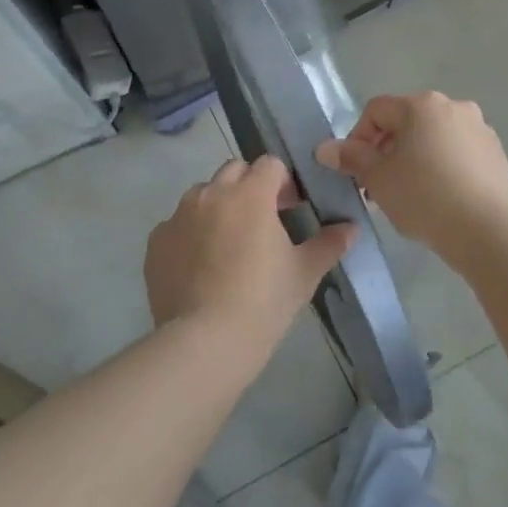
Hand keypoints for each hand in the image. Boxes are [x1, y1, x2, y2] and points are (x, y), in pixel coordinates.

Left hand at [145, 156, 355, 355]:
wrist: (205, 342)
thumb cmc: (264, 301)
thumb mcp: (304, 273)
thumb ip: (329, 244)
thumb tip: (351, 228)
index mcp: (249, 194)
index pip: (270, 164)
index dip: (284, 182)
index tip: (291, 208)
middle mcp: (210, 194)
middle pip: (234, 171)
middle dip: (250, 186)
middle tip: (263, 221)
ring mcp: (178, 216)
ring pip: (202, 195)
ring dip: (219, 206)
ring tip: (229, 245)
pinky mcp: (156, 242)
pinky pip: (177, 225)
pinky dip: (191, 234)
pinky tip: (201, 267)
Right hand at [316, 92, 507, 256]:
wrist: (487, 230)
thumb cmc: (423, 197)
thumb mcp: (378, 178)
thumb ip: (351, 158)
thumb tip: (324, 148)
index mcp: (421, 105)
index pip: (376, 111)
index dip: (357, 138)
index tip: (356, 171)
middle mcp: (454, 107)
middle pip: (406, 123)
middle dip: (386, 151)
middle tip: (378, 186)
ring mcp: (480, 129)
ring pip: (433, 139)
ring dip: (414, 159)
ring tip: (408, 196)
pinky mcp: (496, 155)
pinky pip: (458, 154)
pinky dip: (442, 168)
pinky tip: (439, 199)